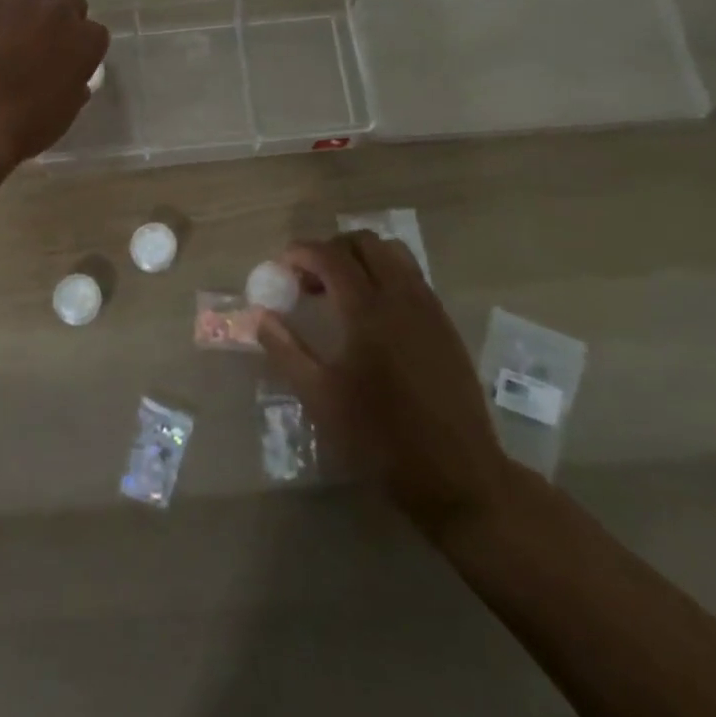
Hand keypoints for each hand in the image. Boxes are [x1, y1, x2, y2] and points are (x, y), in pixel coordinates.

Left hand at [0, 0, 108, 168]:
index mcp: (87, 42)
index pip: (96, 32)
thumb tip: (73, 79)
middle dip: (63, 20)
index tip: (71, 60)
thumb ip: (76, 84)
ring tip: (17, 30)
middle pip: (71, 3)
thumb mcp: (67, 109)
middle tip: (46, 43)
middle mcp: (61, 14)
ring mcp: (24, 4)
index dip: (83, 46)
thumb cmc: (31, 124)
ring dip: (35, 6)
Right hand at [259, 233, 516, 541]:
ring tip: (341, 292)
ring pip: (393, 253)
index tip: (281, 268)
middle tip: (309, 280)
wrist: (457, 474)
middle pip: (364, 242)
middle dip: (331, 249)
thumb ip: (286, 349)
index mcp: (367, 310)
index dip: (301, 253)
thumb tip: (258, 316)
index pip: (330, 256)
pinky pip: (411, 276)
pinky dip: (385, 275)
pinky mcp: (444, 323)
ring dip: (361, 258)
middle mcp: (401, 295)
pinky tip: (373, 315)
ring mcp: (428, 306)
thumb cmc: (381, 437)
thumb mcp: (321, 398)